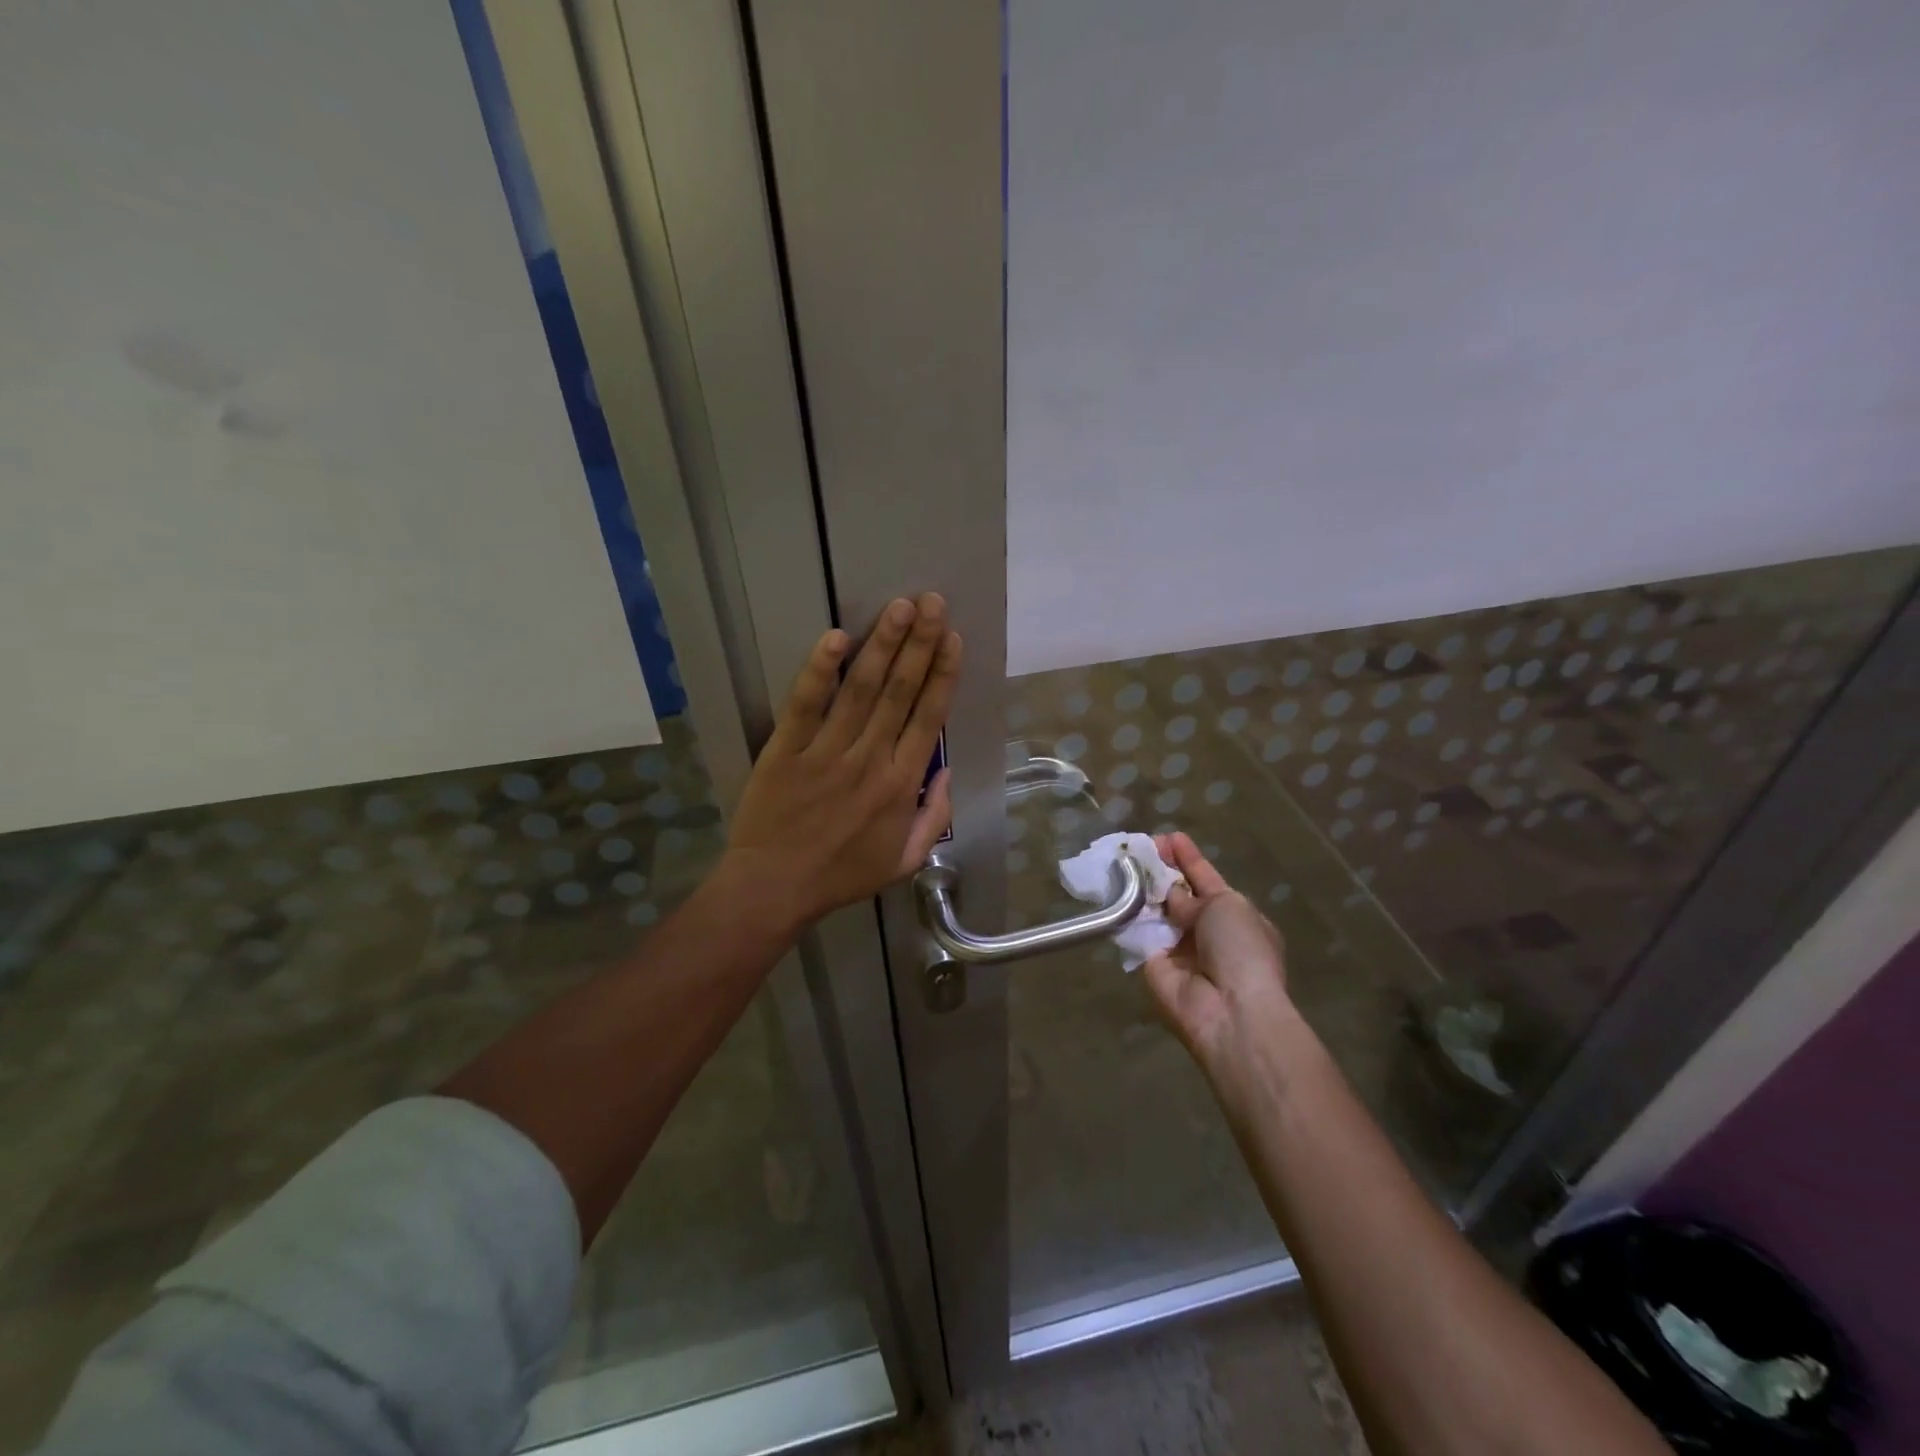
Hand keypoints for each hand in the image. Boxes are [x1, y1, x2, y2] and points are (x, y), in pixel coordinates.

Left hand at [723, 595, 961, 931]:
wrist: (775, 888)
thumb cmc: (842, 875)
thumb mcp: (905, 860)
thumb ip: (934, 816)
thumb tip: (947, 771)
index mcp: (901, 784)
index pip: (928, 717)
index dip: (943, 674)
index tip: (952, 638)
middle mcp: (870, 759)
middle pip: (901, 692)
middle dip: (919, 644)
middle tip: (932, 602)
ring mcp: (827, 751)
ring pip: (862, 690)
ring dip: (883, 645)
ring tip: (900, 607)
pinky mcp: (787, 749)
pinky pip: (806, 704)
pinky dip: (821, 671)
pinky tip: (836, 638)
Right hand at [1142, 833, 1295, 1078]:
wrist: (1229, 1010)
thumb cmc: (1241, 950)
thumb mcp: (1226, 907)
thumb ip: (1193, 894)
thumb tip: (1171, 895)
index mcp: (1236, 915)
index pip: (1207, 879)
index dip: (1188, 858)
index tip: (1169, 836)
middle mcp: (1206, 931)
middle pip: (1179, 894)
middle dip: (1161, 870)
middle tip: (1138, 847)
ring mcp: (1179, 948)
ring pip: (1156, 910)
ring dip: (1141, 889)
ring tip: (1122, 861)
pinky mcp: (1152, 963)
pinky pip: (1138, 932)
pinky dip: (1128, 913)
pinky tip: (1113, 888)